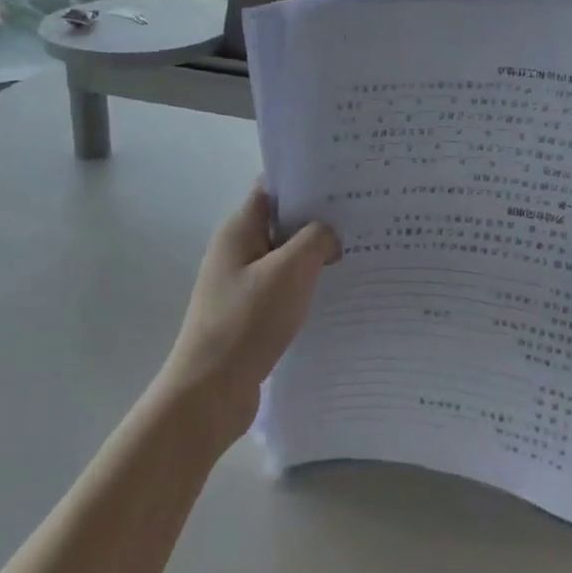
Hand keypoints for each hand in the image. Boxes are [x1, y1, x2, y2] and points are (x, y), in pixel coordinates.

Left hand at [157, 186, 338, 449]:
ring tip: (358, 252)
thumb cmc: (246, 322)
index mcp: (238, 231)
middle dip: (317, 219)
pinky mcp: (249, 315)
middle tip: (362, 217)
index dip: (304, 180)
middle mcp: (237, 252)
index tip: (343, 181)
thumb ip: (315, 240)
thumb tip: (329, 235)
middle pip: (281, 223)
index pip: (271, 188)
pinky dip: (306, 287)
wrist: (209, 393)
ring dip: (315, 256)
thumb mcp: (289, 271)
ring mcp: (241, 285)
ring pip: (285, 258)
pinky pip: (284, 289)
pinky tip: (336, 293)